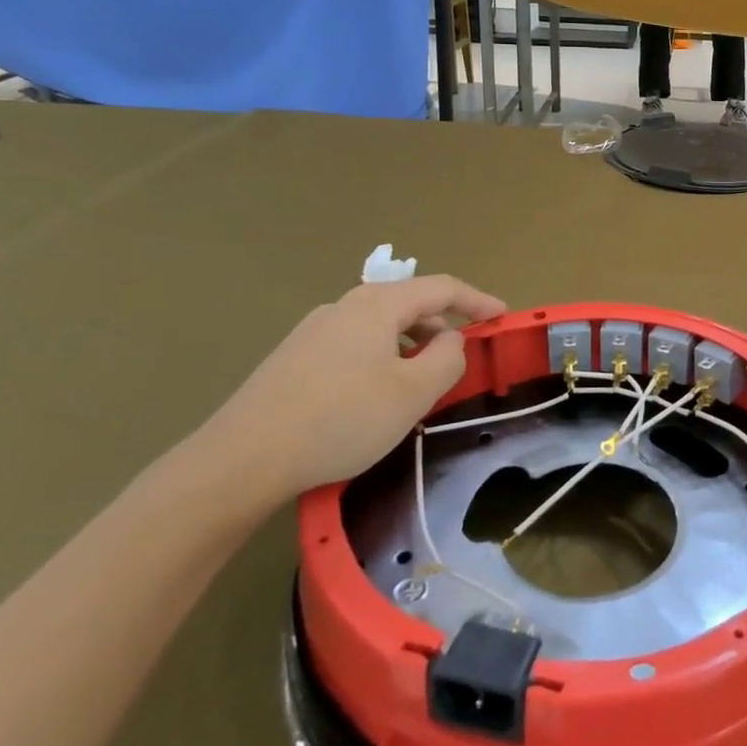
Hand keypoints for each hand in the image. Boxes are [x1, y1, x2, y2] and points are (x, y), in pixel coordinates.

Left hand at [192, 276, 505, 505]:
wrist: (243, 457)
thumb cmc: (342, 418)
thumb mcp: (413, 392)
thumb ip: (447, 359)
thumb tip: (451, 341)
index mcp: (377, 305)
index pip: (441, 287)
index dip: (477, 300)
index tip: (502, 317)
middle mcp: (344, 306)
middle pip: (408, 303)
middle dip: (442, 325)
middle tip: (462, 358)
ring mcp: (313, 331)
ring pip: (379, 326)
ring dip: (411, 345)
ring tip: (420, 382)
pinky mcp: (293, 357)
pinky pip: (354, 345)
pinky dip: (382, 357)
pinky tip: (374, 395)